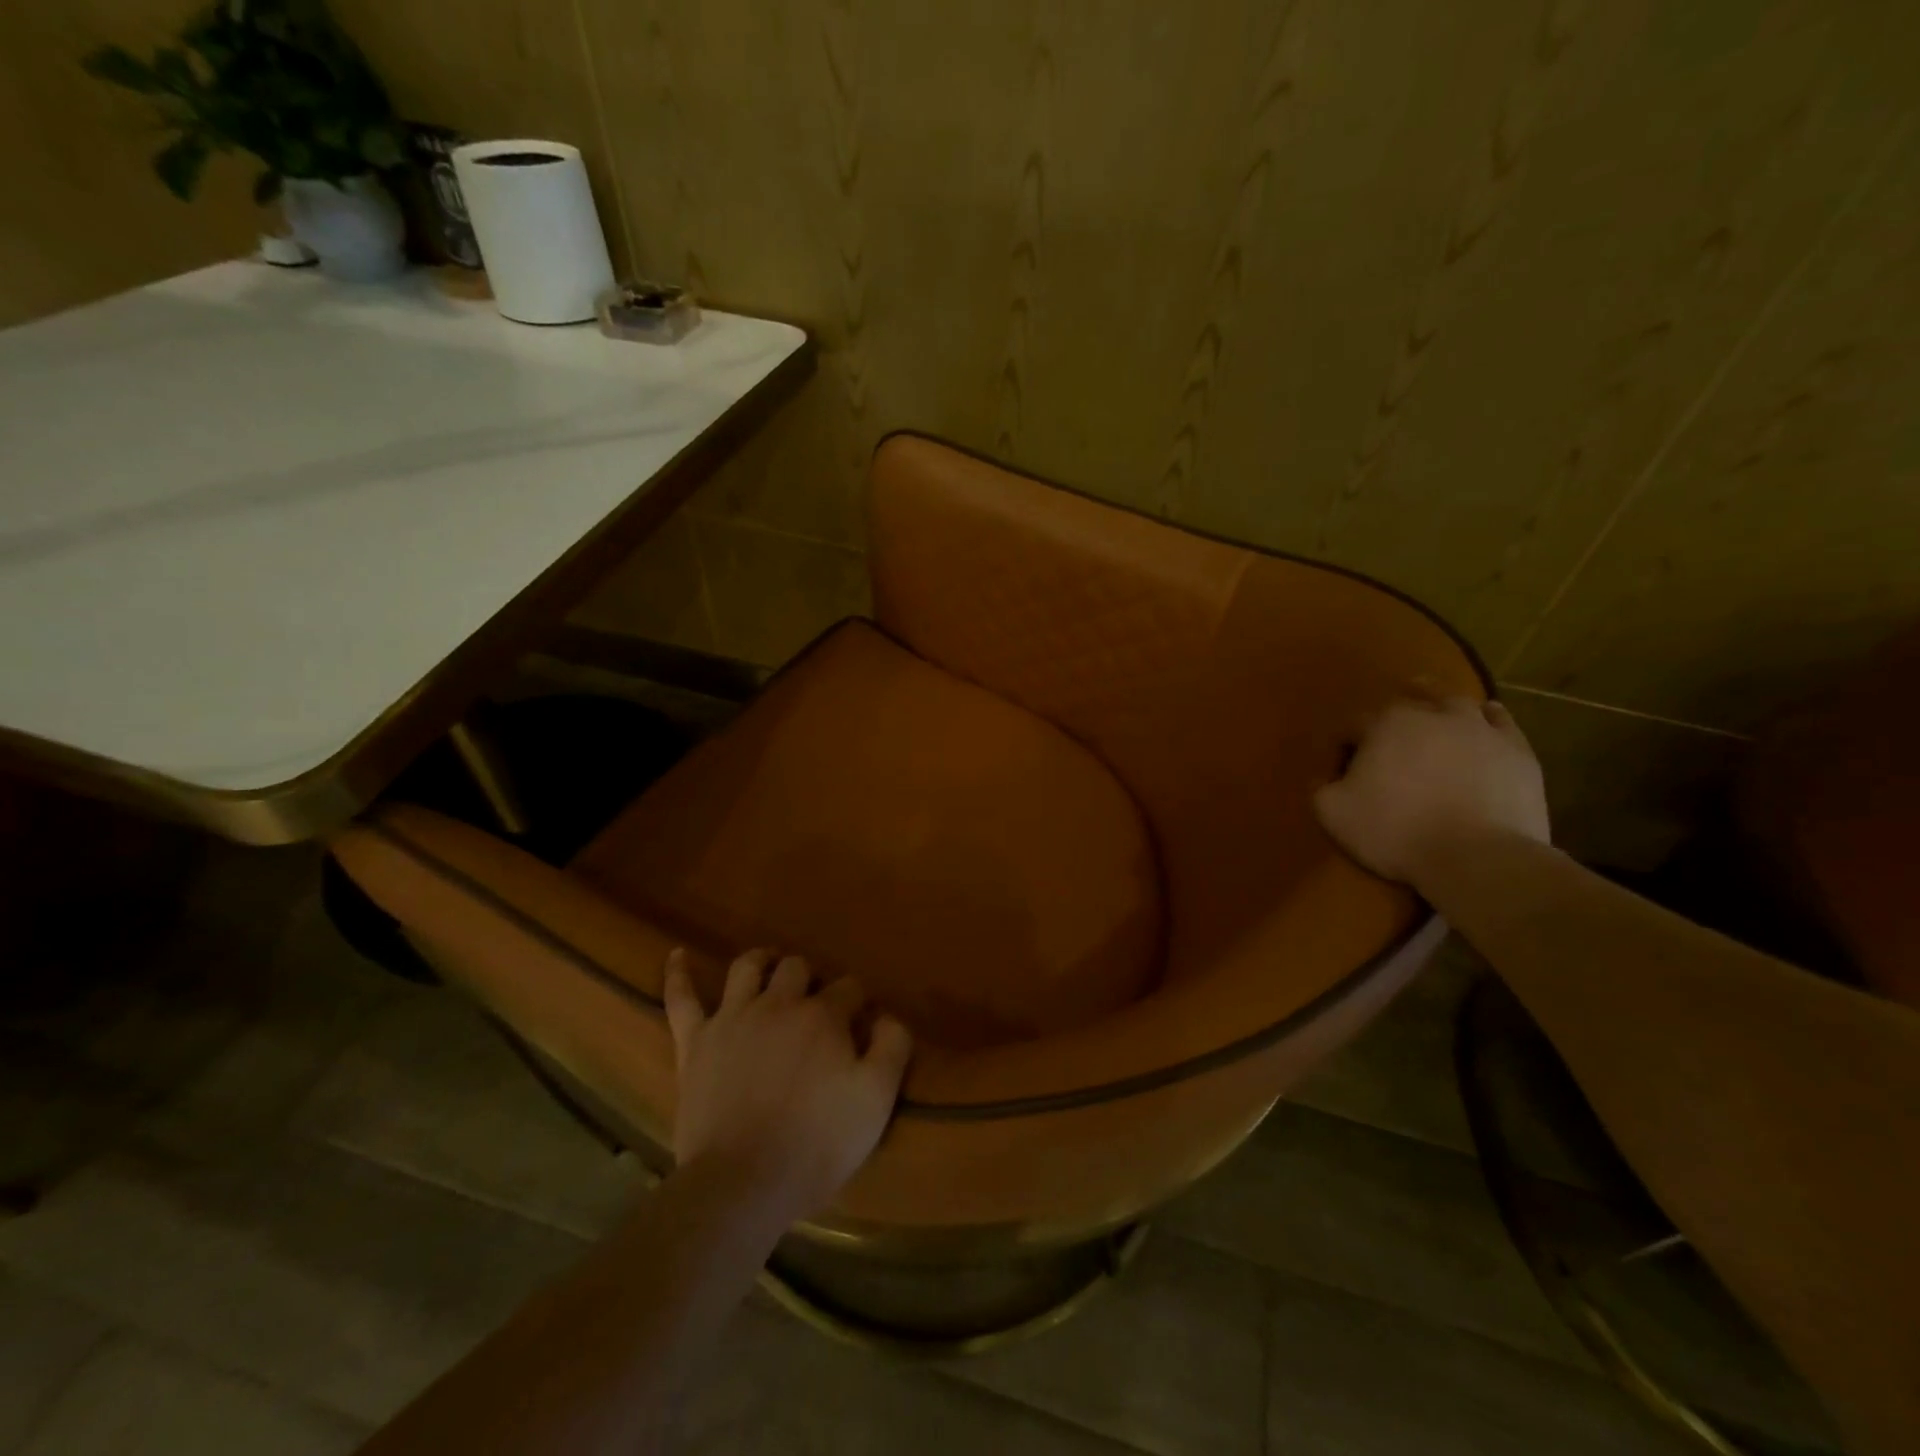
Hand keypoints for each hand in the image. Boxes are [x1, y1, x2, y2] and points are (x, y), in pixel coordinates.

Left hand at [663, 947, 912, 1223]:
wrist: (743, 1183)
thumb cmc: (817, 1143)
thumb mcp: (876, 1099)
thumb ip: (892, 1047)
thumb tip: (888, 1016)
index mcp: (823, 1016)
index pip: (850, 987)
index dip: (859, 1000)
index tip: (864, 1019)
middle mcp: (778, 1003)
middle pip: (797, 968)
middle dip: (812, 977)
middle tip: (817, 1003)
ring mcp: (732, 1018)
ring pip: (747, 968)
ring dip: (762, 962)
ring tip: (770, 969)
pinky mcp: (695, 1042)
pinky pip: (681, 999)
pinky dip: (679, 974)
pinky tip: (677, 956)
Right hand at [1314, 697, 1549, 885]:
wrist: (1478, 857)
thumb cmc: (1397, 831)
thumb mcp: (1334, 814)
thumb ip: (1321, 788)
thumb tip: (1326, 778)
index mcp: (1384, 725)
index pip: (1353, 724)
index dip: (1343, 744)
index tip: (1342, 769)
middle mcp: (1432, 714)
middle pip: (1408, 700)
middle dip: (1393, 711)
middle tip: (1385, 730)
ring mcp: (1480, 729)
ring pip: (1456, 702)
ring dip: (1441, 704)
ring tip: (1435, 711)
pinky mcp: (1516, 750)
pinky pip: (1501, 721)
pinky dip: (1489, 717)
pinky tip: (1485, 718)